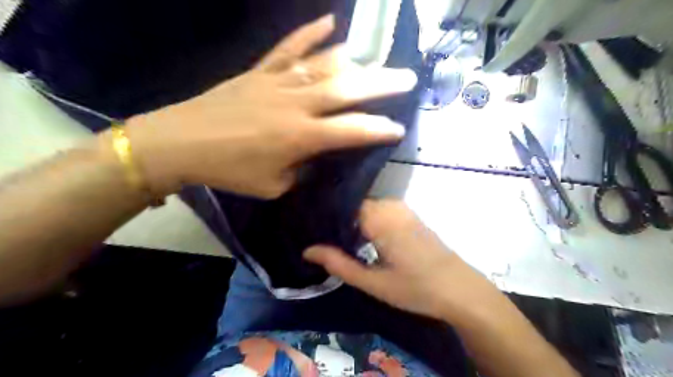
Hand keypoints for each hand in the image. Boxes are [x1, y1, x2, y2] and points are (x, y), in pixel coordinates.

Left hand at [121, 15, 415, 197]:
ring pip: (324, 66)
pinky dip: (310, 33)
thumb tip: (316, 157)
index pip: (351, 131)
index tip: (399, 128)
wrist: (181, 143)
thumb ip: (302, 170)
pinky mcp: (260, 71)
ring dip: (354, 60)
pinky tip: (329, 22)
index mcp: (301, 137)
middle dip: (381, 85)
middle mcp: (296, 105)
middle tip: (407, 78)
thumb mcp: (273, 186)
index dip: (378, 130)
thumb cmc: (230, 170)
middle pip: (347, 90)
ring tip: (376, 56)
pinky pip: (289, 48)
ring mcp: (278, 83)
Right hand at [305, 201, 498, 320]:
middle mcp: (390, 206)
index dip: (325, 218)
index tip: (310, 230)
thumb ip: (338, 264)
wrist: (460, 290)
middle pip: (353, 206)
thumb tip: (307, 250)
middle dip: (337, 221)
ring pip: (366, 209)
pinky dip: (366, 222)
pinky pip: (379, 212)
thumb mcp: (373, 282)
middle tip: (320, 240)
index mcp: (380, 218)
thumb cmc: (416, 288)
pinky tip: (360, 239)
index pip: (342, 206)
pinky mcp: (409, 215)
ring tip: (336, 241)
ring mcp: (402, 209)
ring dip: (352, 223)